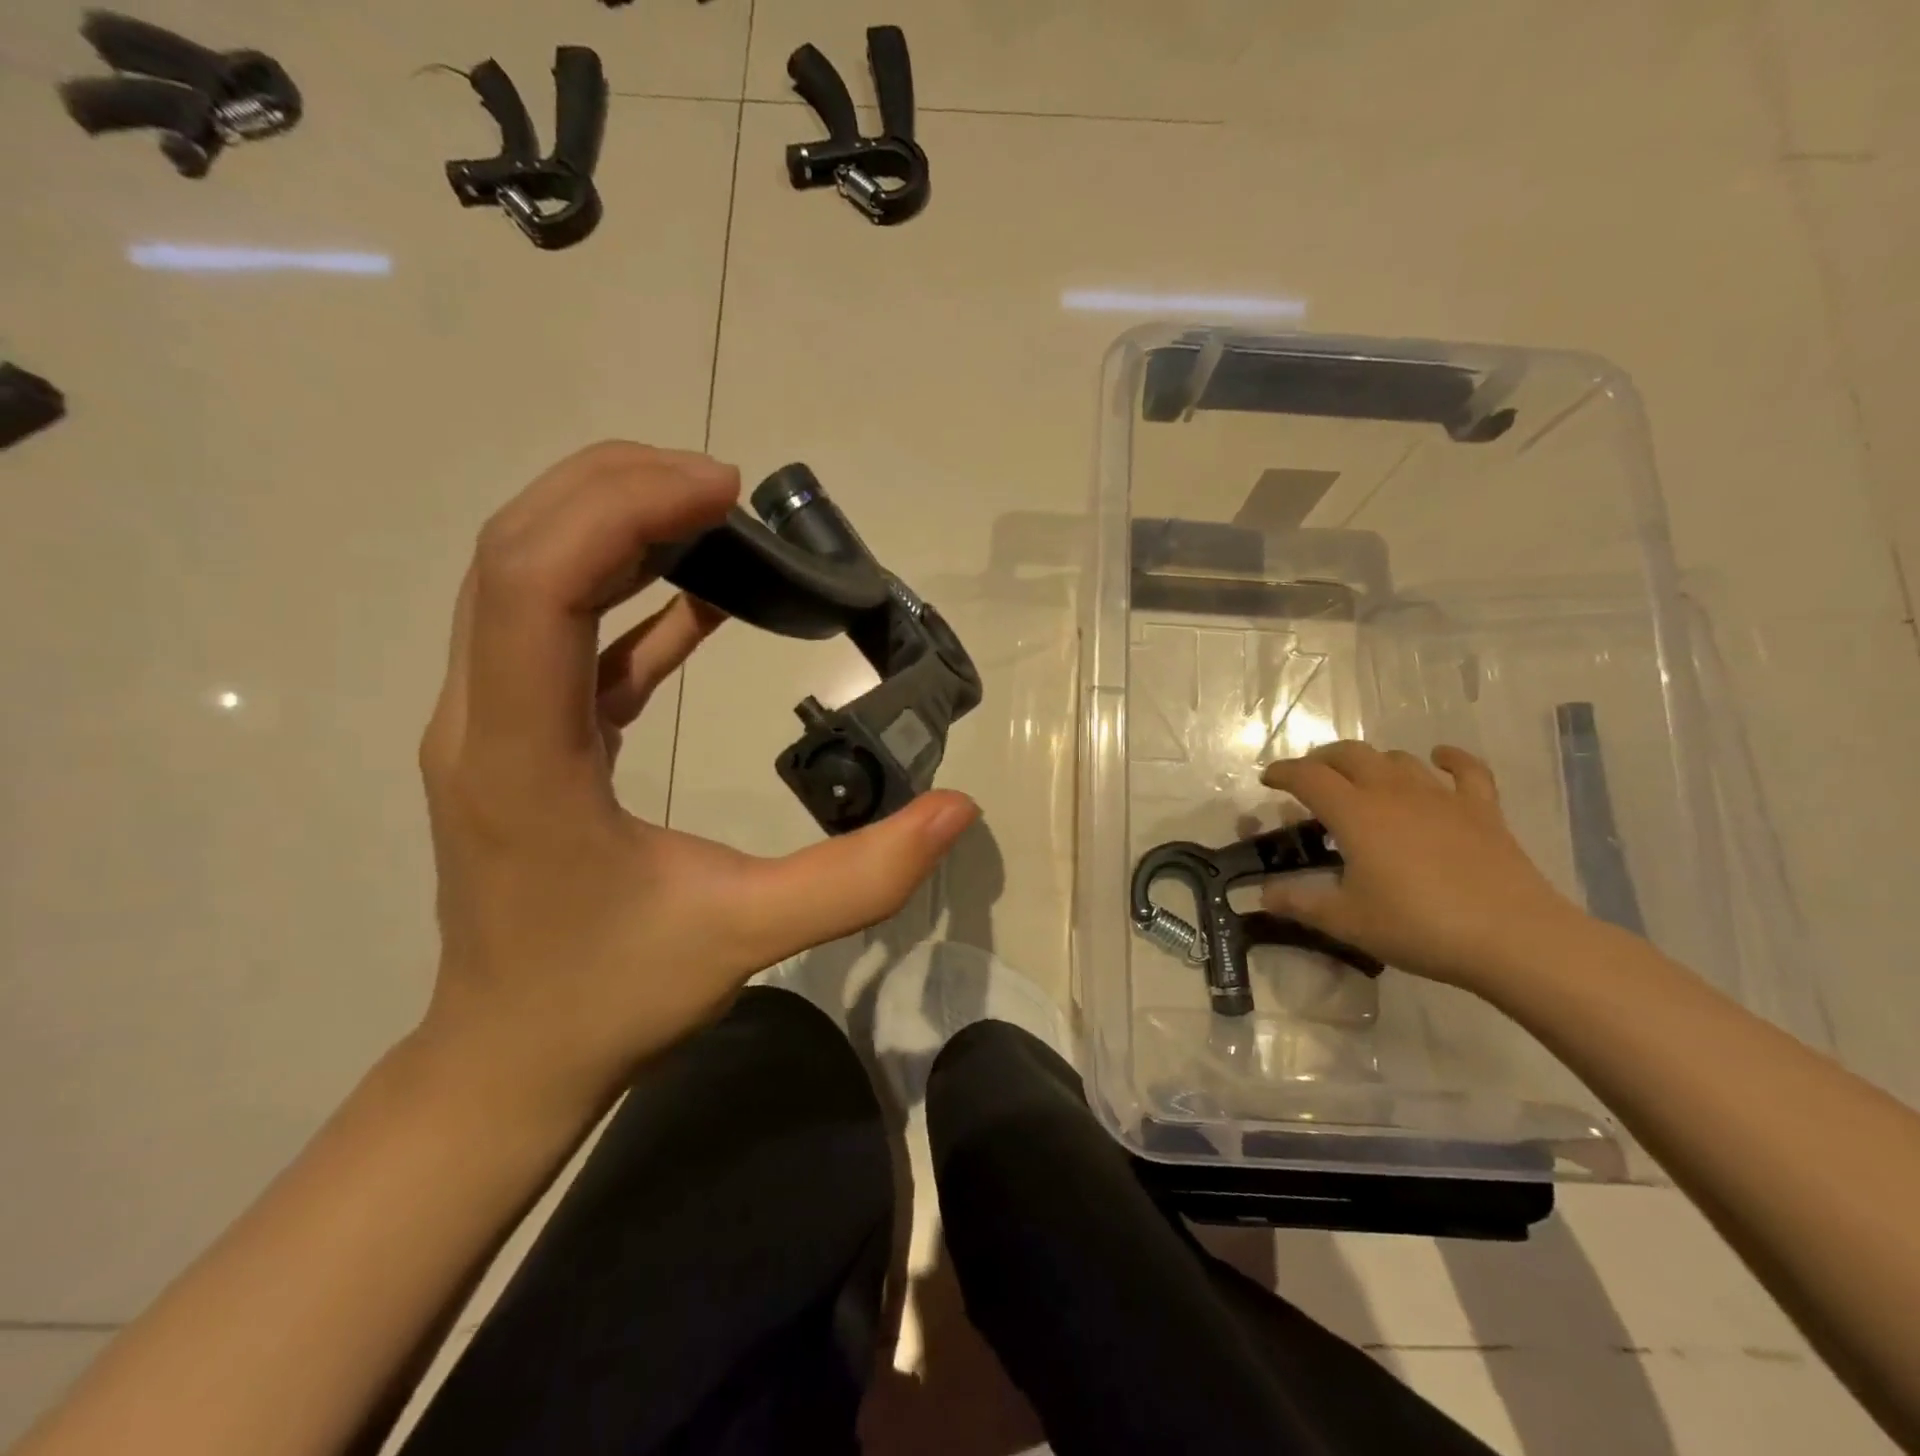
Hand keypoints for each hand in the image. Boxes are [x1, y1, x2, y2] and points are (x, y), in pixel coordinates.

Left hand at [415, 442, 977, 1119]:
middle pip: (517, 552)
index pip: (535, 584)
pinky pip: (564, 637)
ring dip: (612, 525)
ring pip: (524, 579)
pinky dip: (628, 597)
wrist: (510, 1057)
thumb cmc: (613, 998)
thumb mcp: (747, 938)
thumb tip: (958, 809)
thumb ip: (861, 876)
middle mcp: (483, 721)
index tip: (722, 492)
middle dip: (615, 489)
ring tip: (713, 515)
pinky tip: (703, 597)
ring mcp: (493, 725)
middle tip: (725, 486)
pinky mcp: (524, 737)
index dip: (623, 511)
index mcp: (523, 758)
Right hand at [1260, 741, 1582, 992]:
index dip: (1282, 773)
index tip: (1267, 780)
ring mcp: (1441, 797)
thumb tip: (1263, 894)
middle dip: (1322, 759)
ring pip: (1397, 759)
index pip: (1308, 777)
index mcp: (1355, 813)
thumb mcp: (1347, 921)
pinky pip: (1465, 769)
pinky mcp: (1481, 809)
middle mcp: (1392, 792)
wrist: (1514, 938)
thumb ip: (1300, 903)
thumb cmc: (1419, 926)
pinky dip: (1448, 758)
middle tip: (1309, 778)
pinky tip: (1439, 758)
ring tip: (1361, 779)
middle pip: (1350, 754)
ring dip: (1372, 762)